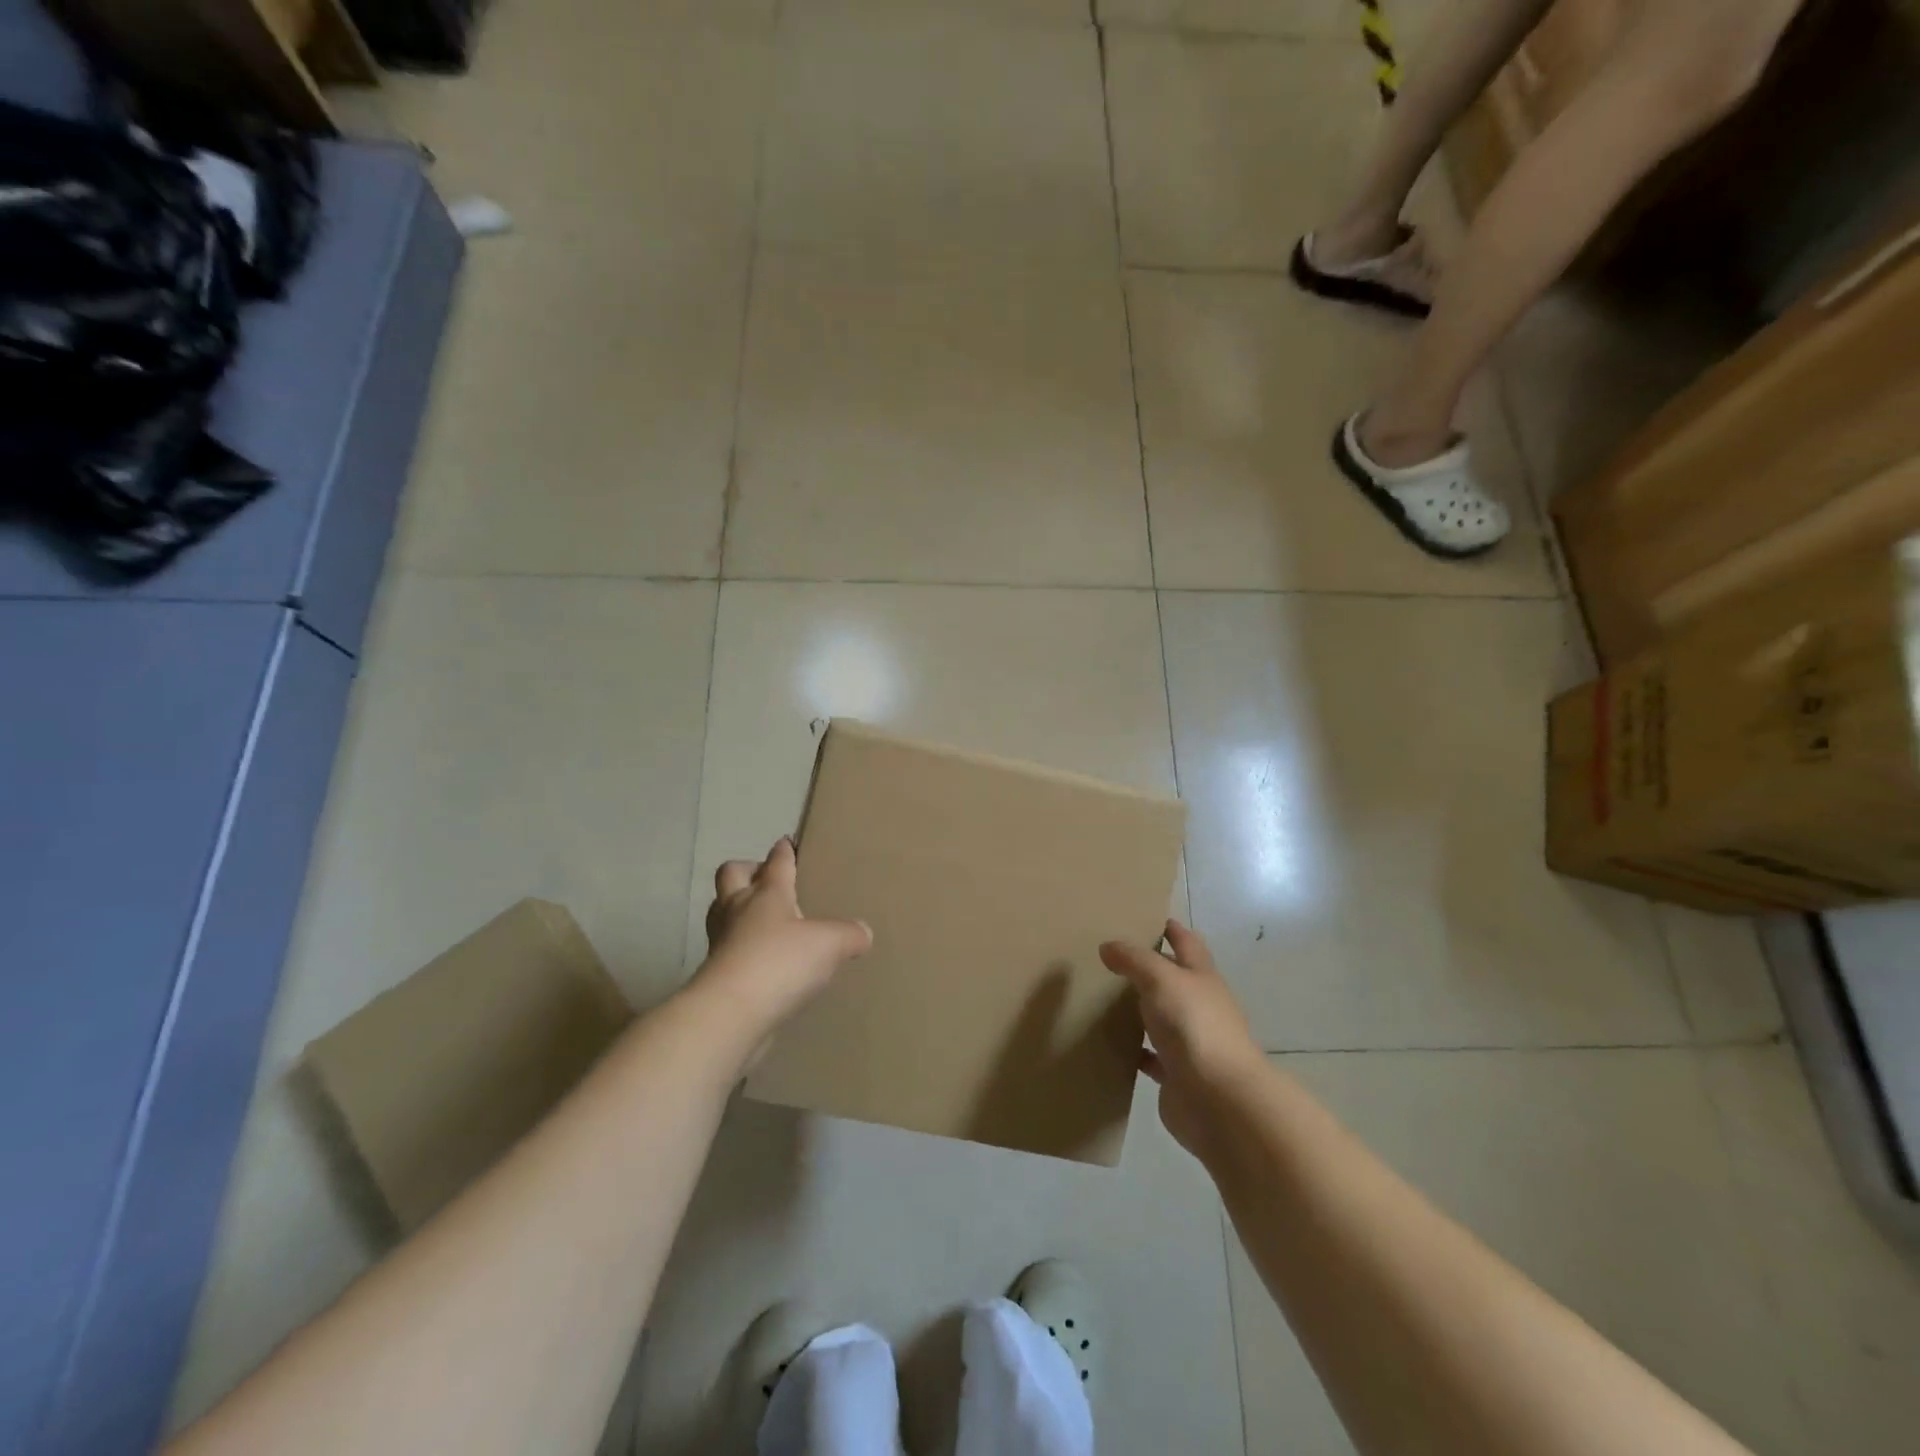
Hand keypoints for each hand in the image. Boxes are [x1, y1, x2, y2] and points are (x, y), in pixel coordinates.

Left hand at [697, 838, 871, 1041]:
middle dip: (747, 870)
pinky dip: (740, 947)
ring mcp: (721, 941)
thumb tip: (864, 932)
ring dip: (736, 908)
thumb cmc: (780, 962)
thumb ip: (850, 935)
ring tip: (760, 918)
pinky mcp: (714, 974)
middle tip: (765, 878)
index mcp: (767, 894)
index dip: (783, 851)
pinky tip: (761, 960)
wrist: (731, 1014)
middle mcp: (737, 910)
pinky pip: (726, 948)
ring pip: (721, 911)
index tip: (786, 843)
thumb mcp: (829, 944)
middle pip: (731, 875)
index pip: (776, 862)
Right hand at [1101, 921, 1264, 1157]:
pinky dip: (1137, 1050)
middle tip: (1113, 958)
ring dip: (1142, 1009)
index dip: (1172, 929)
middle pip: (1175, 980)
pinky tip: (1113, 1045)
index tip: (1148, 918)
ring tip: (1105, 998)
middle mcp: (1201, 1006)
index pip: (1188, 943)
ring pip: (1163, 1018)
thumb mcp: (1160, 979)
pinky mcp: (1178, 1075)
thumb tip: (1108, 946)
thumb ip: (1134, 959)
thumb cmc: (1193, 1026)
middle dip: (1151, 968)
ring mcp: (1192, 1042)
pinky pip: (1153, 1057)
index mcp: (1202, 978)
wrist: (1218, 1100)